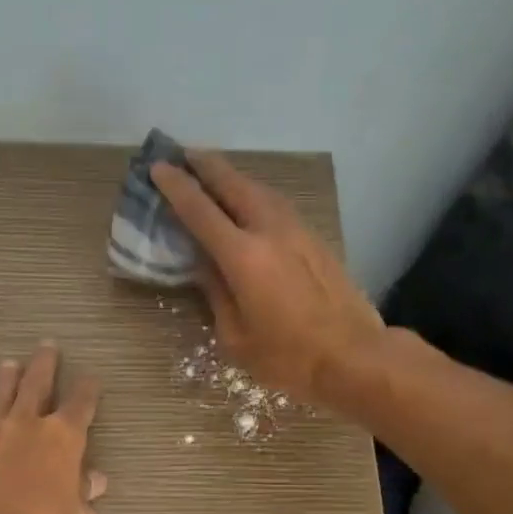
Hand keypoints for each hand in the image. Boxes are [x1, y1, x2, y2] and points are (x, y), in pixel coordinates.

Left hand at [0, 344, 106, 513]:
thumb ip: (86, 496)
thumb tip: (94, 479)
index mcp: (62, 439)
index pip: (80, 404)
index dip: (88, 390)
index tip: (91, 378)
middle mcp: (25, 426)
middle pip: (37, 384)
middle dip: (44, 364)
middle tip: (47, 346)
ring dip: (4, 379)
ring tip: (8, 364)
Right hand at [151, 151, 384, 406]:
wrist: (354, 357)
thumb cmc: (288, 358)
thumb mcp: (236, 336)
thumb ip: (216, 294)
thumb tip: (204, 265)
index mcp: (243, 257)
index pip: (200, 211)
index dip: (176, 187)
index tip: (158, 168)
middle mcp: (270, 231)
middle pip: (233, 185)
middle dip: (206, 167)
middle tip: (184, 155)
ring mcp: (298, 232)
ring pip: (260, 191)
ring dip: (234, 179)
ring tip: (214, 176)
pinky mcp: (316, 241)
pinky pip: (278, 206)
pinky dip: (256, 197)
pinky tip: (250, 205)